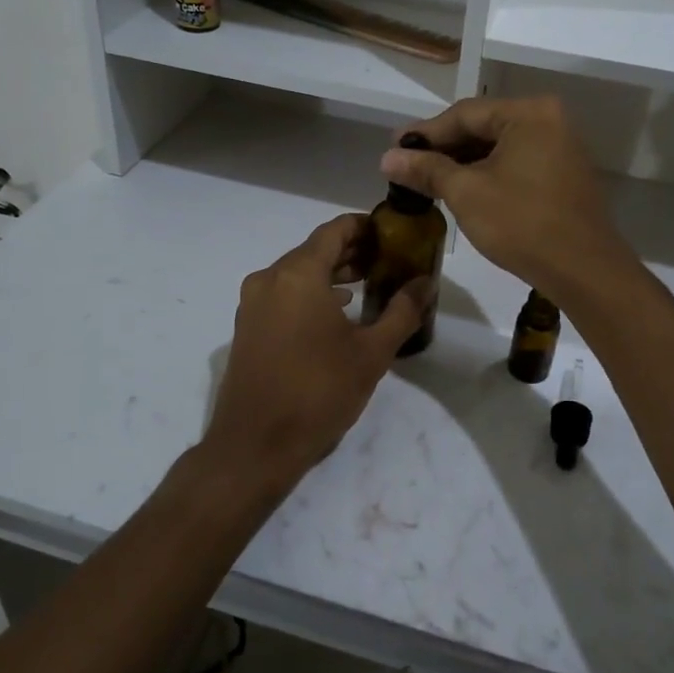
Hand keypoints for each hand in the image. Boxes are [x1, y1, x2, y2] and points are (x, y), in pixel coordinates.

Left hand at [203, 214, 429, 493]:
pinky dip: (310, 292)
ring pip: (297, 272)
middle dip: (351, 251)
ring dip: (331, 273)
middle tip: (387, 259)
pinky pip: (283, 294)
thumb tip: (426, 281)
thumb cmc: (319, 392)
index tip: (391, 233)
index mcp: (298, 274)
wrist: (255, 445)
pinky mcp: (247, 327)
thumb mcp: (371, 353)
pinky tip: (335, 312)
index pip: (334, 231)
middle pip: (314, 249)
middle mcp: (270, 278)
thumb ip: (402, 311)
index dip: (364, 226)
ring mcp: (253, 303)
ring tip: (367, 283)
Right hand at [380, 96, 634, 305]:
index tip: (393, 148)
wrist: (584, 270)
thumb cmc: (522, 223)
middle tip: (406, 165)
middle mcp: (549, 120)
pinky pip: (517, 162)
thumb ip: (426, 169)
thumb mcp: (466, 193)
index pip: (465, 114)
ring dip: (463, 163)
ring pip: (499, 147)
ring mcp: (561, 147)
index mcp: (529, 113)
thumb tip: (387, 158)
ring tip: (427, 180)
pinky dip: (488, 173)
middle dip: (443, 148)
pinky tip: (462, 190)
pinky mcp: (564, 174)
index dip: (425, 132)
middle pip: (483, 127)